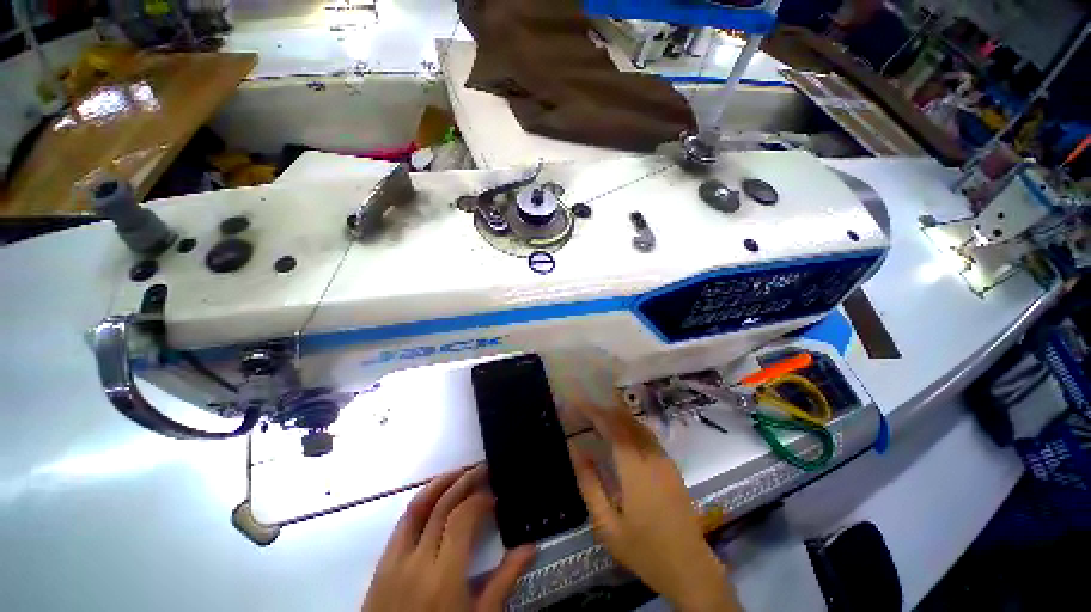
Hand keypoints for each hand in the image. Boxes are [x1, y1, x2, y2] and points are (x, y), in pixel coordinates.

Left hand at [362, 466, 535, 611]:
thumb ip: (503, 582)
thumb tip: (530, 548)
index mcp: (444, 576)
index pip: (462, 518)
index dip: (480, 499)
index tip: (495, 497)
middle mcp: (417, 561)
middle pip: (441, 505)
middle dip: (464, 481)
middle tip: (483, 469)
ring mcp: (394, 562)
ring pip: (416, 508)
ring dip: (440, 484)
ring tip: (460, 472)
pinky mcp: (380, 567)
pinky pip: (401, 524)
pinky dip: (420, 503)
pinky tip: (433, 500)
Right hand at [568, 404, 739, 611]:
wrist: (689, 567)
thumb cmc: (644, 549)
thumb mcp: (607, 525)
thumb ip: (589, 485)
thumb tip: (577, 450)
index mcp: (635, 469)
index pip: (613, 427)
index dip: (595, 411)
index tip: (579, 402)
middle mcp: (652, 457)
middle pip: (627, 421)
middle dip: (605, 409)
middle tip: (585, 407)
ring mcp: (664, 460)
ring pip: (639, 425)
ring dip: (618, 416)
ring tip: (598, 415)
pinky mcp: (671, 466)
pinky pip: (647, 435)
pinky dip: (630, 426)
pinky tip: (621, 432)